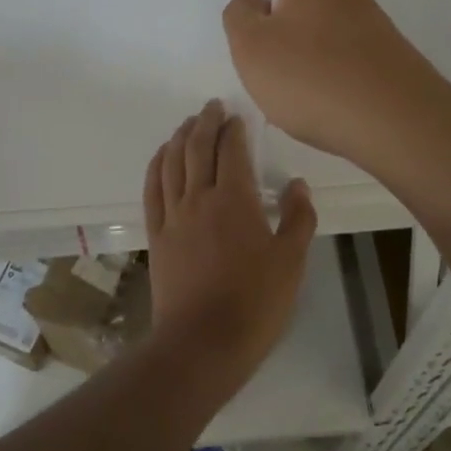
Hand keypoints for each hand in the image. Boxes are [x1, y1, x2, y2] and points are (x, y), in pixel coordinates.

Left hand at [143, 100, 315, 390]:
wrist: (202, 344)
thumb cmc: (254, 304)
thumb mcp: (291, 263)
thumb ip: (298, 219)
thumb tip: (296, 184)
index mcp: (234, 200)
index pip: (231, 150)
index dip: (233, 129)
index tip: (237, 116)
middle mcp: (199, 197)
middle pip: (196, 147)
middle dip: (205, 122)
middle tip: (211, 106)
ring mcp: (173, 215)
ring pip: (171, 162)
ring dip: (179, 137)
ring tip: (188, 123)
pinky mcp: (156, 234)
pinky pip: (152, 189)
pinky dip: (156, 165)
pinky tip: (161, 156)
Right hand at [222, 0, 450, 171]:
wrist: (400, 126)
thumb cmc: (315, 77)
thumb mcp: (251, 47)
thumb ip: (239, 16)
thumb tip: (255, 6)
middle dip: (277, 11)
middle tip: (252, 43)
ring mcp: (372, 23)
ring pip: (321, 24)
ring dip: (300, 46)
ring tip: (283, 84)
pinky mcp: (387, 56)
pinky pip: (342, 54)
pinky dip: (324, 71)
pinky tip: (316, 102)